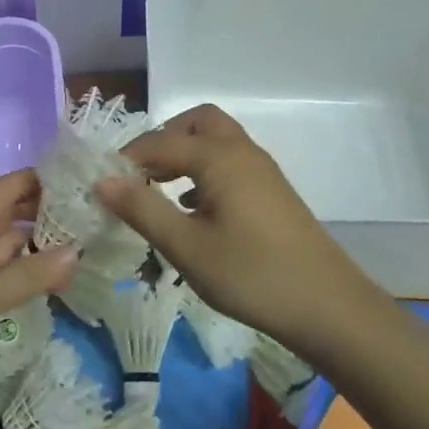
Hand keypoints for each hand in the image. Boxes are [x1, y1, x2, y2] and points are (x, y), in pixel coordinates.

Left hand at [0, 171, 76, 419]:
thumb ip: (30, 274)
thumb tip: (77, 252)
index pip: (5, 190)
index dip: (38, 181)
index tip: (77, 180)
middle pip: (6, 217)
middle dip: (42, 213)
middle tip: (87, 215)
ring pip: (3, 249)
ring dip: (35, 247)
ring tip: (78, 247)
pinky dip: (21, 275)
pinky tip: (47, 282)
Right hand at [94, 105, 376, 352]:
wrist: (327, 305)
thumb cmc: (251, 274)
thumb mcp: (187, 247)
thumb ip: (142, 209)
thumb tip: (101, 181)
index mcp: (218, 157)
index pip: (159, 143)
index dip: (127, 159)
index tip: (102, 184)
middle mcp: (241, 151)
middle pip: (196, 123)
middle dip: (163, 140)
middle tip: (139, 174)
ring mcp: (261, 170)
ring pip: (216, 142)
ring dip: (184, 155)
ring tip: (158, 191)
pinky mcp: (271, 192)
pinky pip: (230, 163)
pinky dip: (205, 172)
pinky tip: (193, 210)